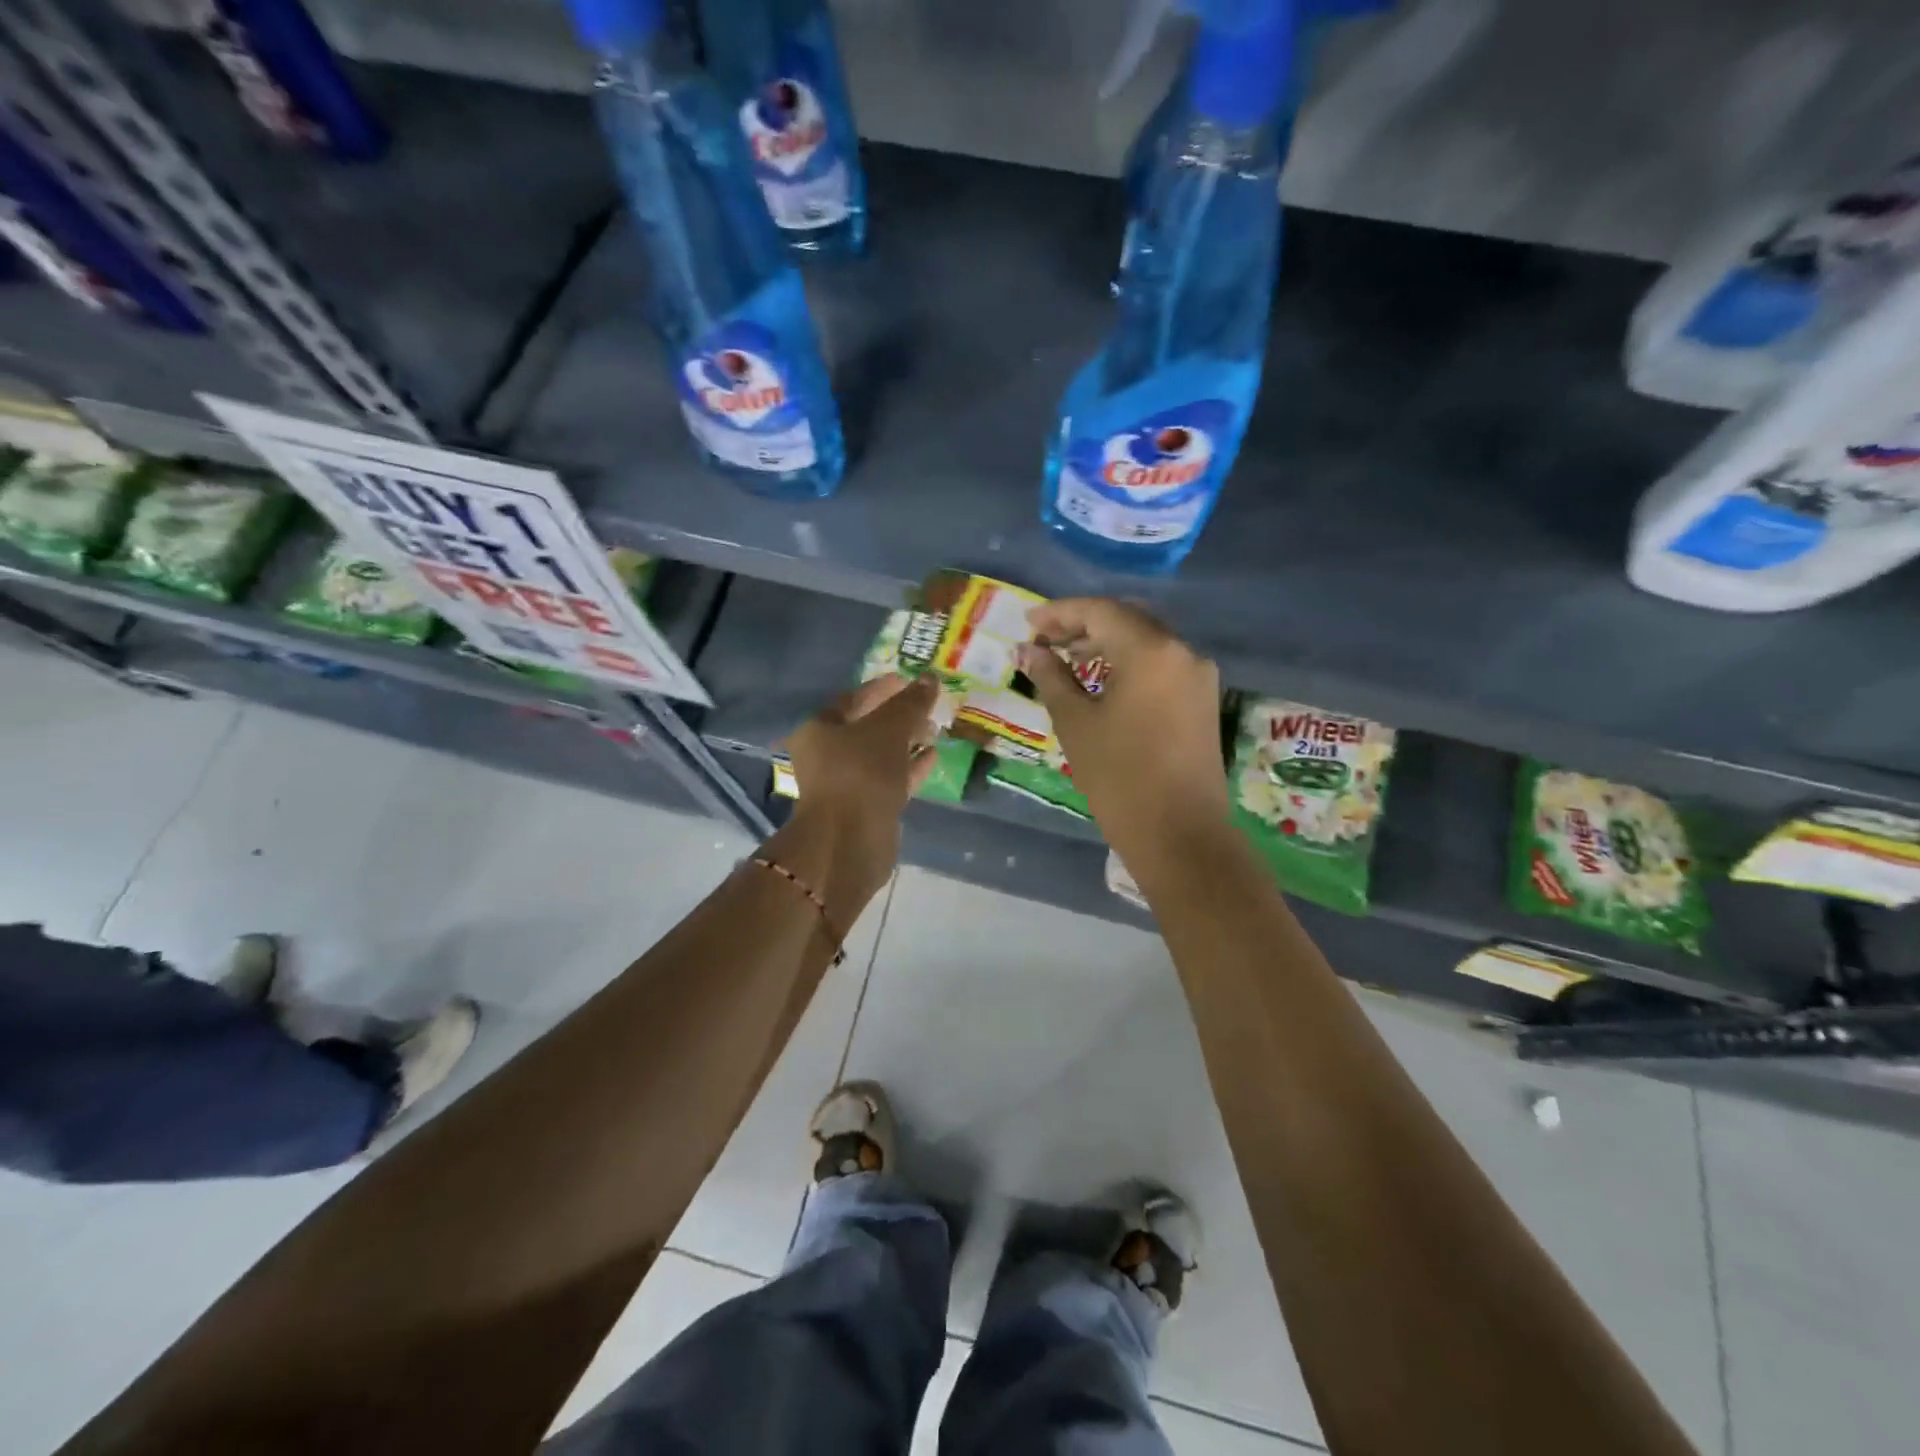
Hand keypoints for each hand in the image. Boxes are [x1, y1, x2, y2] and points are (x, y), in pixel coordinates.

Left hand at [780, 673, 940, 895]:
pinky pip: (889, 779)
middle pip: (866, 727)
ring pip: (880, 755)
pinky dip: (910, 767)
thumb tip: (930, 679)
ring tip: (934, 730)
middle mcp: (826, 755)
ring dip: (907, 742)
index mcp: (819, 729)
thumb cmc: (862, 772)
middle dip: (898, 716)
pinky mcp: (865, 808)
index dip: (883, 687)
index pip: (853, 698)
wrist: (851, 840)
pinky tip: (933, 756)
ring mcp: (845, 784)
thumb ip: (910, 703)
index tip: (910, 681)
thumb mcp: (890, 729)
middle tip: (928, 707)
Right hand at [1018, 598, 1227, 851]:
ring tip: (1066, 660)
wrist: (1180, 835)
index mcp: (1151, 650)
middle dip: (1083, 625)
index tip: (1028, 622)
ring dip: (1106, 644)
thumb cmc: (1119, 777)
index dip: (1059, 613)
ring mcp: (1198, 676)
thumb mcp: (1075, 723)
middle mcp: (1182, 652)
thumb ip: (1051, 677)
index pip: (1100, 612)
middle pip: (1127, 620)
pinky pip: (1160, 665)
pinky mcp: (1202, 700)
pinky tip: (1102, 681)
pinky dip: (1129, 663)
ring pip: (1146, 642)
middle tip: (1044, 640)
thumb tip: (1028, 651)